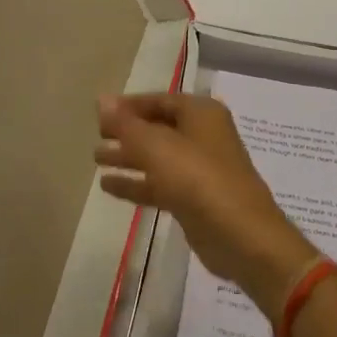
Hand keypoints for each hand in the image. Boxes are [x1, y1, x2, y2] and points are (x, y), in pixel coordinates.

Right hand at [96, 93, 317, 321]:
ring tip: (96, 160)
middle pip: (158, 128)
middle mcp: (203, 135)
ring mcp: (201, 169)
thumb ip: (126, 125)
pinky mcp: (195, 199)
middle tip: (96, 137)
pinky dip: (137, 183)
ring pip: (158, 157)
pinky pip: (161, 183)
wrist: (241, 236)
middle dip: (127, 132)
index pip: (159, 100)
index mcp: (201, 113)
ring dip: (129, 158)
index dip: (129, 106)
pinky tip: (108, 186)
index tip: (100, 115)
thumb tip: (101, 100)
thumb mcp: (157, 147)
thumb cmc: (199, 179)